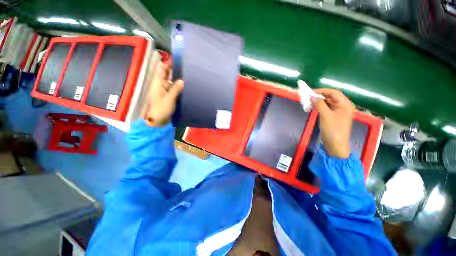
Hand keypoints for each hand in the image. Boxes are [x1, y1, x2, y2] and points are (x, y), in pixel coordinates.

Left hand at [144, 61, 183, 125]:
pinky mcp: (168, 95)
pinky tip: (185, 85)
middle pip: (167, 74)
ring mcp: (165, 90)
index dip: (167, 63)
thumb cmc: (161, 109)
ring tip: (187, 74)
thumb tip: (182, 80)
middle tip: (185, 66)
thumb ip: (176, 89)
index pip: (162, 69)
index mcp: (158, 83)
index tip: (176, 59)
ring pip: (171, 81)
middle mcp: (161, 84)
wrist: (158, 120)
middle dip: (174, 69)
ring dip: (177, 77)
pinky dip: (178, 85)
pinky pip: (173, 87)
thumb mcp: (169, 99)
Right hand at [311, 89, 354, 157]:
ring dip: (318, 102)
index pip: (334, 93)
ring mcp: (337, 112)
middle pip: (330, 97)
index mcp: (345, 104)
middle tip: (308, 98)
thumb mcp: (326, 115)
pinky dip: (318, 107)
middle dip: (319, 97)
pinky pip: (325, 109)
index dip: (322, 91)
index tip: (311, 92)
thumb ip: (319, 104)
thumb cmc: (333, 129)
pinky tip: (312, 108)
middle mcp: (342, 106)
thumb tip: (312, 96)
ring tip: (308, 103)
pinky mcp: (332, 117)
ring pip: (326, 103)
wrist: (335, 144)